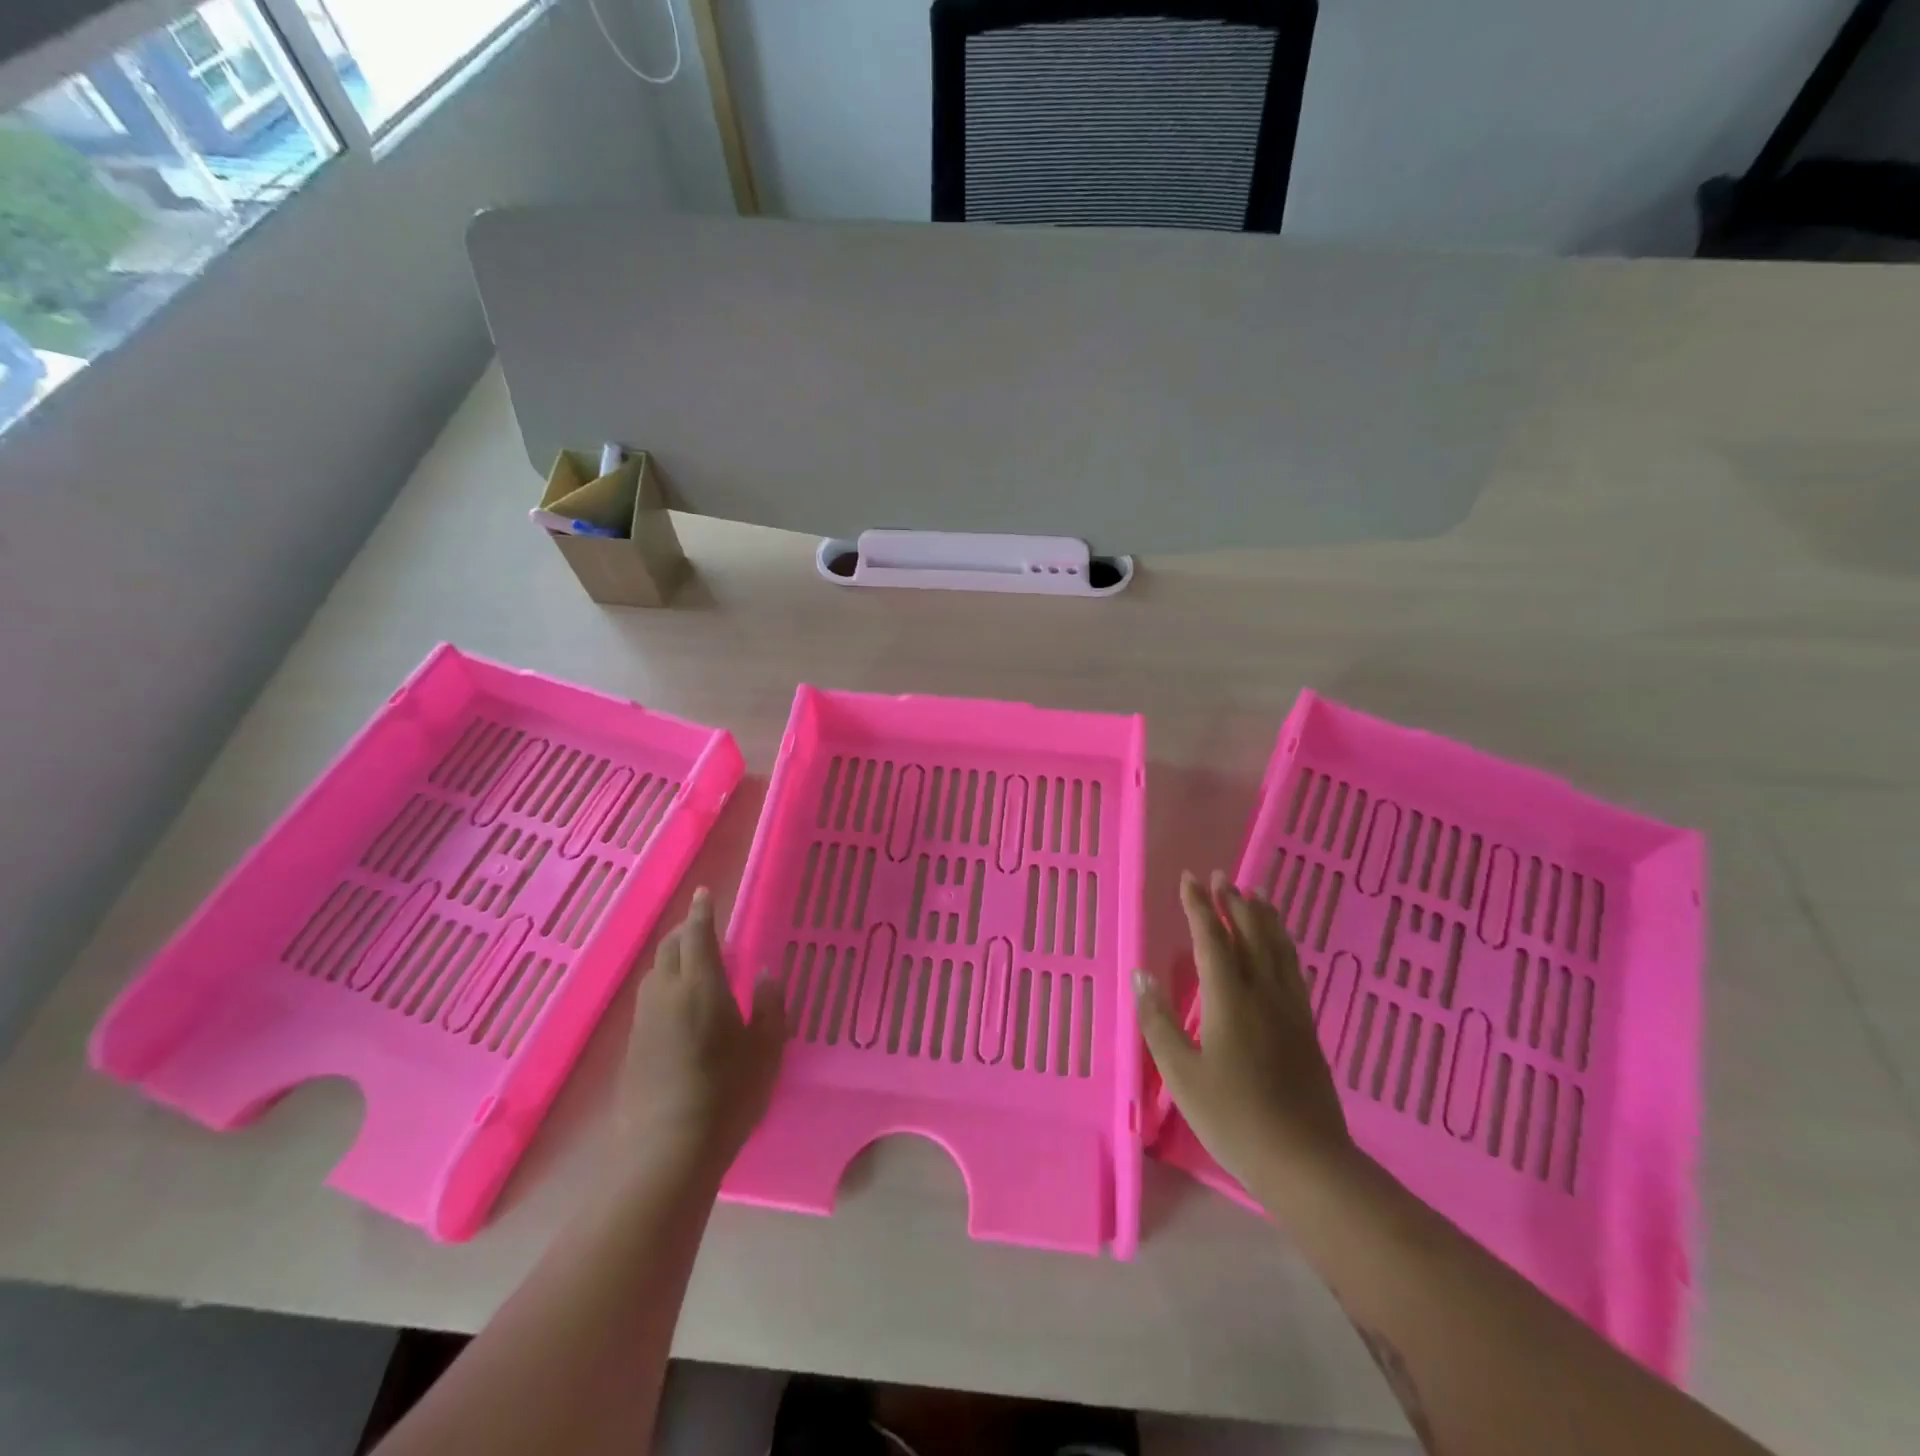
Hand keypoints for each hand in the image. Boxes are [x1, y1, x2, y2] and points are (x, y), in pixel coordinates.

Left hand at [621, 888, 785, 1166]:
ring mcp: (644, 1020)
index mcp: (701, 984)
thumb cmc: (726, 1094)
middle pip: (670, 948)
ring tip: (691, 962)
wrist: (666, 1150)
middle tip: (703, 927)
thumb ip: (769, 1007)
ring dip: (671, 957)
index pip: (698, 934)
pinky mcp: (632, 1047)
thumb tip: (765, 976)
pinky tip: (677, 1005)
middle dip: (685, 931)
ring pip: (655, 973)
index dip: (702, 911)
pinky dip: (663, 985)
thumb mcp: (765, 1050)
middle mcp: (666, 993)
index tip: (704, 893)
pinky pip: (649, 999)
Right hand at [1135, 871, 1353, 1201]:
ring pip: (1278, 949)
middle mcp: (1263, 993)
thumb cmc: (1233, 1117)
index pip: (1212, 939)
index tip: (1190, 879)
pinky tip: (1281, 948)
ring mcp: (1291, 1010)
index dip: (1199, 907)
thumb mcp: (1181, 1074)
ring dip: (1264, 917)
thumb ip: (1158, 1021)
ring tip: (1256, 894)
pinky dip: (1284, 946)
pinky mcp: (1307, 1029)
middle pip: (1250, 935)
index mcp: (1229, 999)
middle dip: (1234, 902)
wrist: (1305, 1161)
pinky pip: (1294, 970)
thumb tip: (1141, 974)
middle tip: (1222, 876)